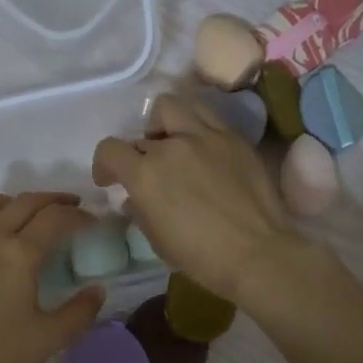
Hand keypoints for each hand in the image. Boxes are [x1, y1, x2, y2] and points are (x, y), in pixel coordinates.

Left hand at [0, 191, 103, 362]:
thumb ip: (79, 313)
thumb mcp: (47, 340)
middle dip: (52, 199)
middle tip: (68, 205)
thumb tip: (98, 290)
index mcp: (20, 254)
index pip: (56, 219)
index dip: (79, 215)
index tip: (92, 221)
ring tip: (18, 212)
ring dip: (8, 202)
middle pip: (24, 202)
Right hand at [93, 94, 304, 303]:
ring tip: (174, 143)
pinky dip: (196, 128)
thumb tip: (135, 198)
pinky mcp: (234, 138)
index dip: (104, 164)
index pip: (110, 149)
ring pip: (173, 105)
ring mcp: (206, 136)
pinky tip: (204, 151)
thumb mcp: (157, 240)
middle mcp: (172, 145)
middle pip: (142, 130)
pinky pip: (207, 117)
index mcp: (146, 174)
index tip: (110, 180)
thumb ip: (140, 210)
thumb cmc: (201, 257)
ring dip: (165, 123)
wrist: (258, 254)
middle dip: (139, 149)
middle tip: (148, 167)